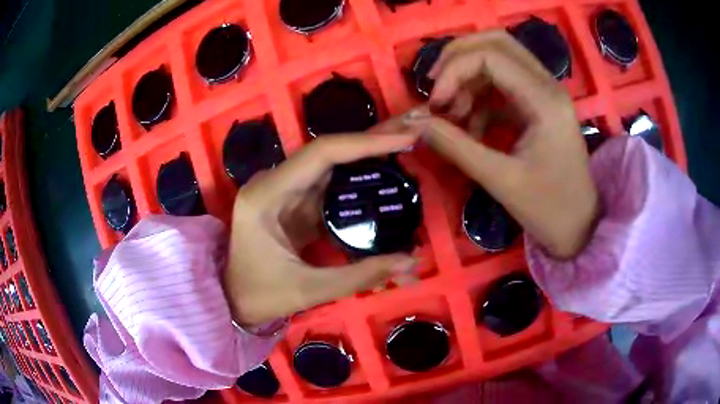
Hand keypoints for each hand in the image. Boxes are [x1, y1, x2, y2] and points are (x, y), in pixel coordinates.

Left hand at [224, 132, 418, 326]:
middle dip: (371, 141)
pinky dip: (356, 180)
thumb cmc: (260, 295)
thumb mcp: (309, 290)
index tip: (404, 138)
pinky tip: (382, 177)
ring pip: (330, 165)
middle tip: (411, 133)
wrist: (232, 300)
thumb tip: (411, 262)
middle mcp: (273, 182)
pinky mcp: (292, 203)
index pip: (321, 154)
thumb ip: (361, 275)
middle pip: (327, 152)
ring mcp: (282, 191)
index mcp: (266, 195)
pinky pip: (328, 185)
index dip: (365, 142)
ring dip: (366, 157)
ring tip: (404, 149)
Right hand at [403, 31, 597, 258]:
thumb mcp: (499, 179)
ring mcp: (544, 92)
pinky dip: (479, 97)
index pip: (491, 56)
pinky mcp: (538, 105)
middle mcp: (547, 85)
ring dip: (467, 78)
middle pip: (496, 42)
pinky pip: (502, 84)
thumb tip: (413, 123)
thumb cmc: (548, 209)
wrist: (579, 226)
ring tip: (451, 114)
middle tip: (434, 87)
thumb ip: (455, 146)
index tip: (433, 104)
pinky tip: (469, 126)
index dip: (453, 71)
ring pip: (498, 59)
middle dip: (458, 58)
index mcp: (544, 100)